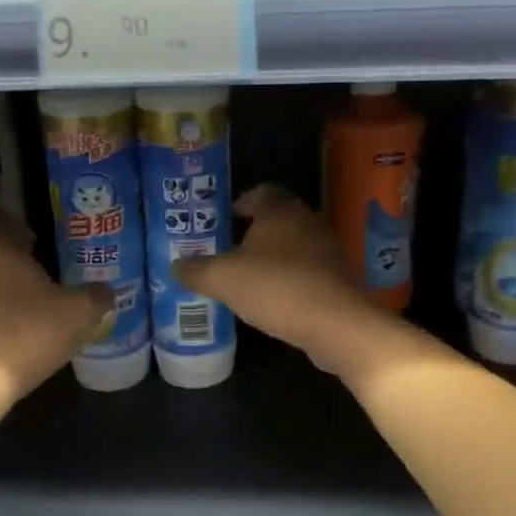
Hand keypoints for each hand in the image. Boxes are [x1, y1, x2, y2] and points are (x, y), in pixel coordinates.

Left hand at [0, 216, 112, 400]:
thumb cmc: (29, 333)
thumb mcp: (78, 314)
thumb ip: (96, 296)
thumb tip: (107, 290)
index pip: (1, 219)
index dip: (20, 225)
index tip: (39, 236)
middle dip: (16, 259)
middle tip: (45, 270)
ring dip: (4, 286)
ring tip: (32, 302)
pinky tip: (15, 326)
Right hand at [173, 185, 386, 375]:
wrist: (334, 324)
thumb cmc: (275, 287)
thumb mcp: (222, 279)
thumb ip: (196, 270)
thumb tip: (176, 266)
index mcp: (281, 210)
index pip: (261, 191)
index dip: (240, 203)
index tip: (224, 222)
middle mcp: (308, 221)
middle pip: (277, 219)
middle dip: (253, 234)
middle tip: (228, 253)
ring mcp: (328, 249)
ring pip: (293, 246)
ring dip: (273, 259)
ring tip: (248, 280)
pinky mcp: (338, 278)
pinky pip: (307, 271)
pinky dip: (289, 280)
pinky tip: (273, 301)